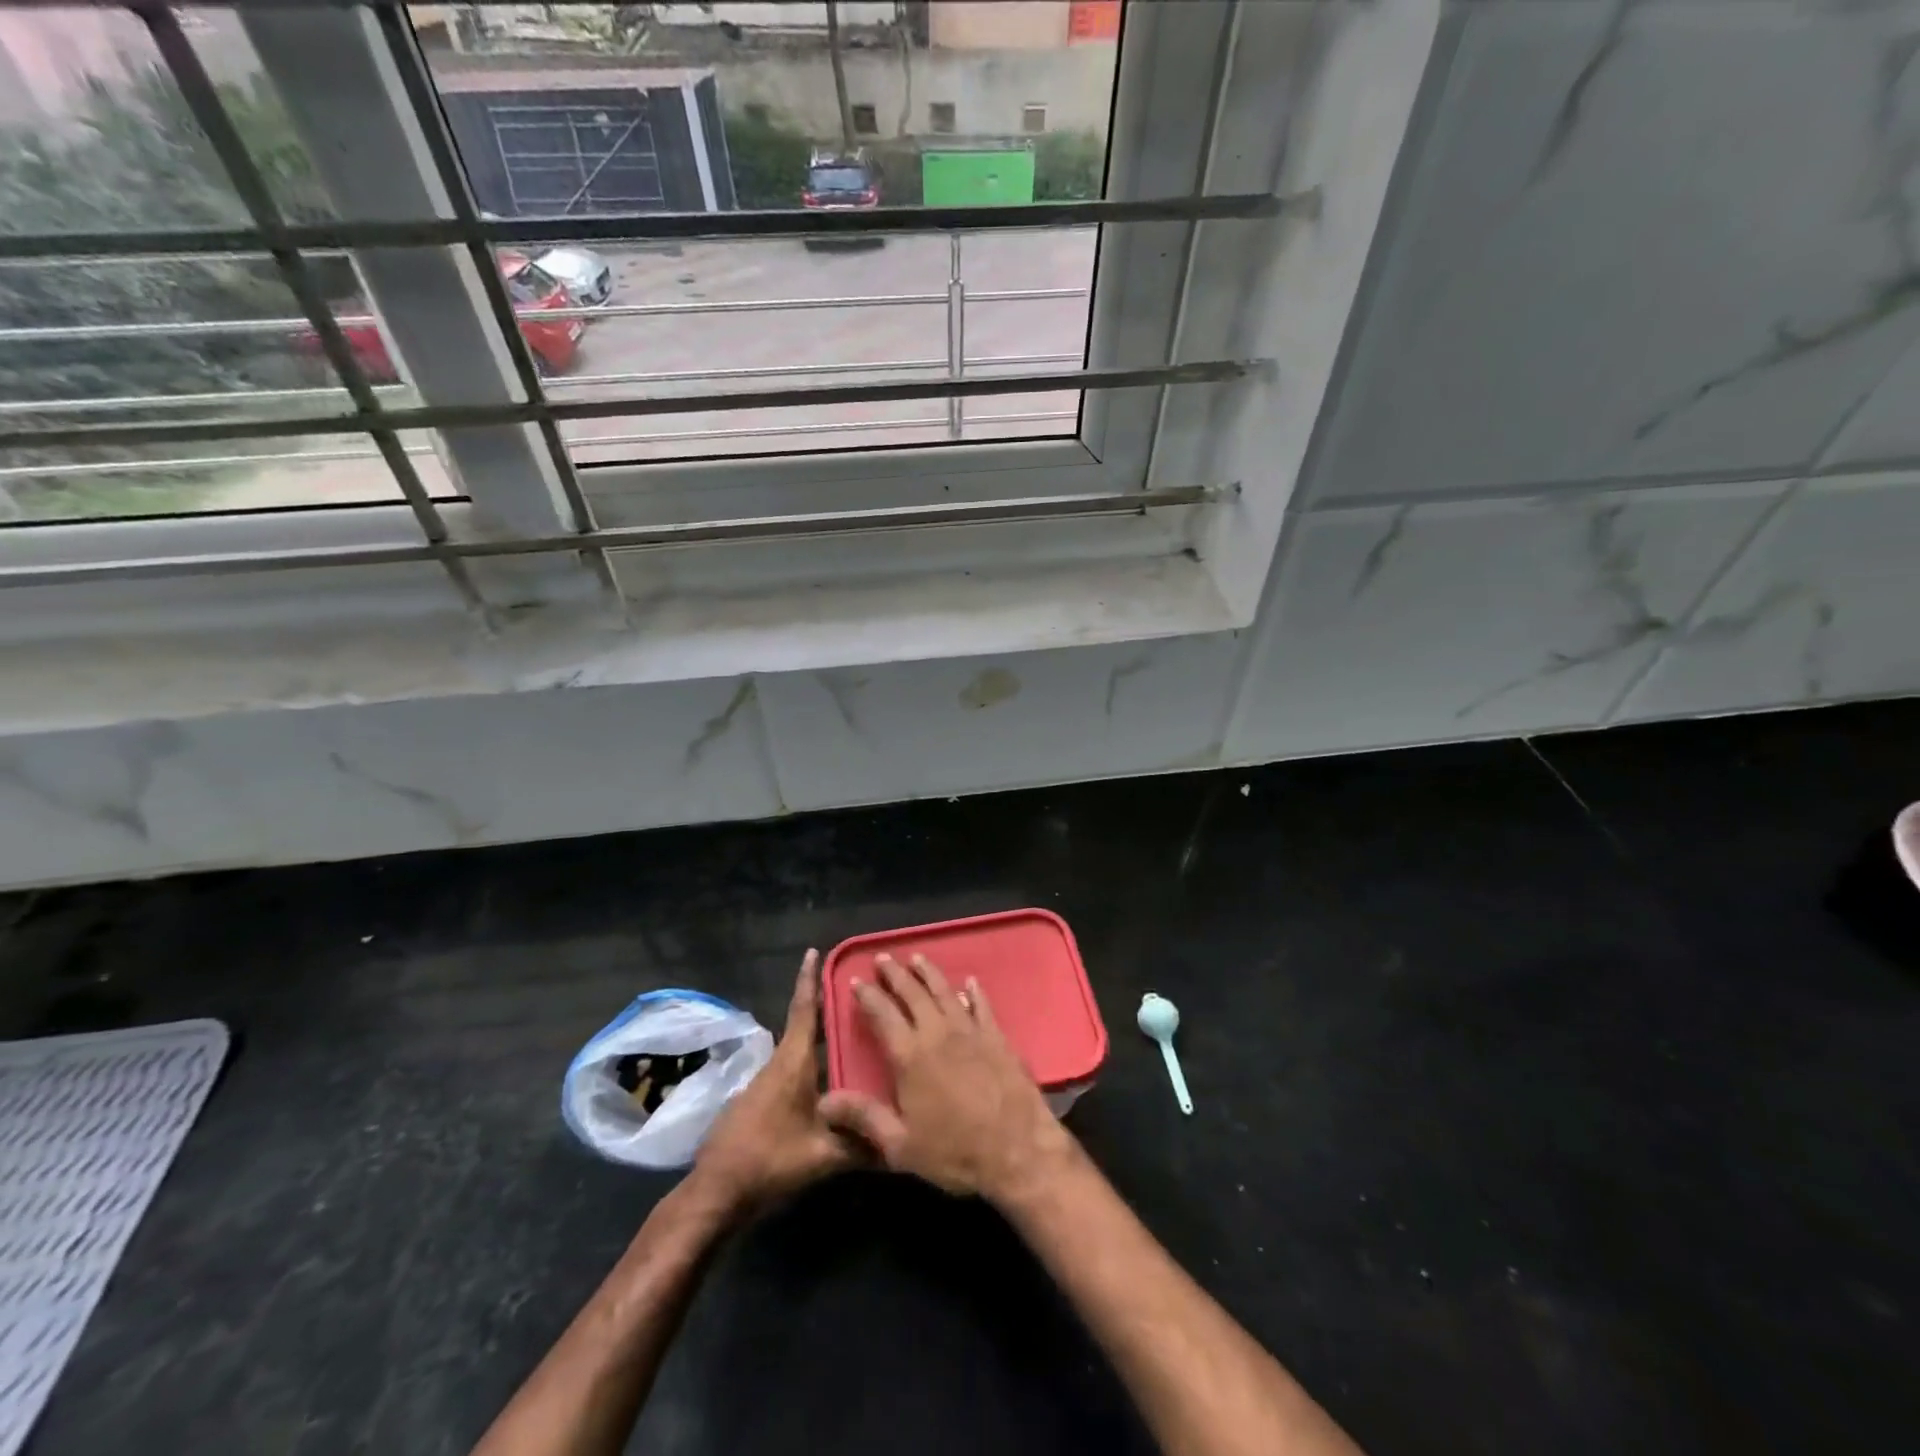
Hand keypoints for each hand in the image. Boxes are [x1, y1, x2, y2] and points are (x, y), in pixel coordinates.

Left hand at [692, 950, 852, 1215]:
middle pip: (804, 1026)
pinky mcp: (760, 1101)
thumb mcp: (822, 1155)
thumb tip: (901, 1142)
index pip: (803, 1011)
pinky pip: (793, 1070)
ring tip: (851, 1033)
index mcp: (793, 1063)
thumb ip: (862, 1144)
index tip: (814, 952)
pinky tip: (831, 1079)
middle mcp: (779, 1064)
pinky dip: (812, 1062)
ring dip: (820, 1037)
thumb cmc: (770, 1160)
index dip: (809, 980)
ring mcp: (766, 1083)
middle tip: (857, 994)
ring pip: (799, 1050)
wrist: (716, 1191)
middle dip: (826, 1007)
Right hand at [819, 953, 1075, 1204]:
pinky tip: (969, 982)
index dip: (868, 996)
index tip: (856, 980)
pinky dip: (974, 992)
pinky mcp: (997, 1037)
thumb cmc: (955, 1152)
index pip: (883, 1015)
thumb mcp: (901, 1145)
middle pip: (913, 994)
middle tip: (883, 958)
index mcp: (910, 1056)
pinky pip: (982, 1006)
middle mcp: (938, 1034)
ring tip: (917, 958)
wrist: (1017, 1150)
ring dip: (929, 973)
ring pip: (945, 992)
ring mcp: (971, 1032)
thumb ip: (864, 1117)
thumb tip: (823, 1101)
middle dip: (896, 974)